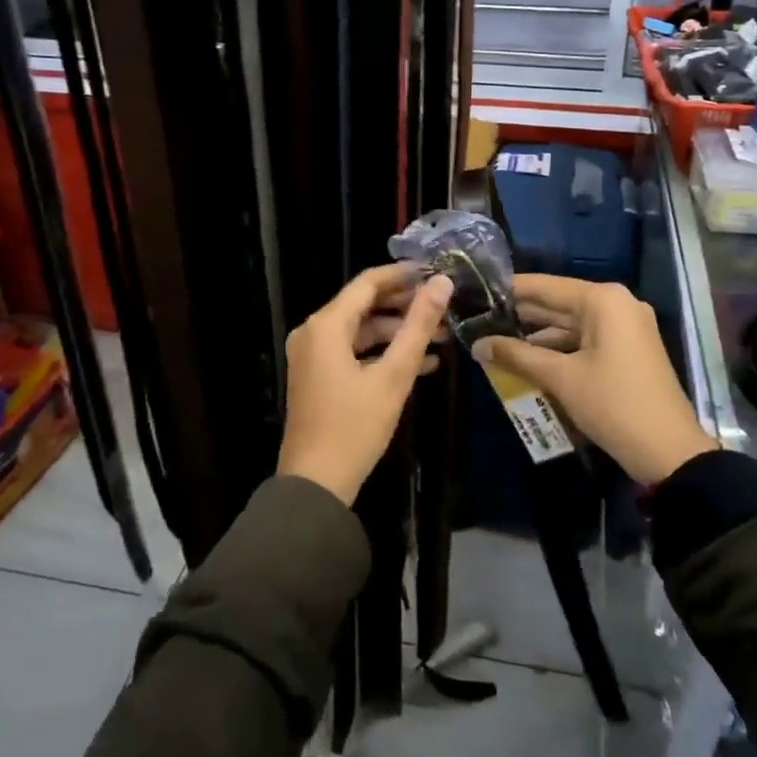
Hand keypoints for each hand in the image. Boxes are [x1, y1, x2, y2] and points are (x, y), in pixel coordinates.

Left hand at [279, 264, 452, 505]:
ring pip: (361, 330)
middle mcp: (314, 332)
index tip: (436, 273)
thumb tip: (441, 283)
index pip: (368, 283)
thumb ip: (418, 326)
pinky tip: (420, 364)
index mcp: (326, 325)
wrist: (316, 483)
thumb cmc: (355, 426)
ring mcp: (312, 356)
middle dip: (405, 306)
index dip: (403, 275)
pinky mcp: (318, 376)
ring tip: (440, 338)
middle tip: (443, 307)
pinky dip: (382, 353)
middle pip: (364, 305)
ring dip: (398, 332)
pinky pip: (353, 351)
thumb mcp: (393, 375)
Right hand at [472, 275, 715, 485]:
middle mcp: (616, 305)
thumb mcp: (561, 379)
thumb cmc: (613, 404)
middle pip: (558, 303)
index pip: (545, 286)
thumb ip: (516, 356)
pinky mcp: (627, 350)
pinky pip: (585, 341)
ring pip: (570, 325)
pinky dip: (559, 350)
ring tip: (495, 341)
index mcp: (603, 300)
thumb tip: (477, 345)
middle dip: (521, 315)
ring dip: (537, 336)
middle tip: (479, 319)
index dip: (510, 290)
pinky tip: (527, 361)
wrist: (669, 452)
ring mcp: (625, 328)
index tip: (477, 291)